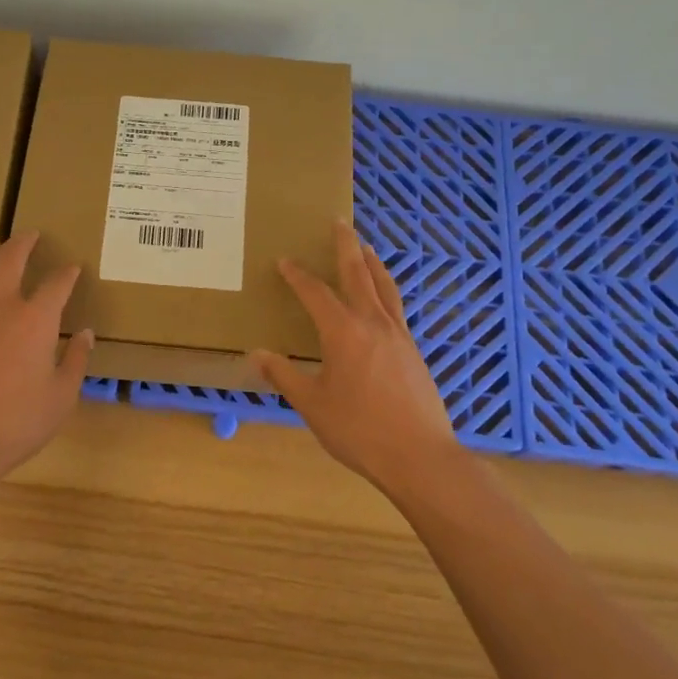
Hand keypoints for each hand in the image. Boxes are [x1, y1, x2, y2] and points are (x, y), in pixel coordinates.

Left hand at [0, 232, 93, 483]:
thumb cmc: (18, 423)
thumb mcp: (61, 397)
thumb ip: (75, 361)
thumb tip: (85, 335)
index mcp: (36, 319)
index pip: (58, 283)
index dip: (68, 273)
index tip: (73, 268)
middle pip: (10, 258)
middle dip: (23, 242)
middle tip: (29, 235)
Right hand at [251, 222, 457, 490]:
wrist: (420, 456)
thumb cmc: (359, 430)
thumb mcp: (312, 405)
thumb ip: (285, 376)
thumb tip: (258, 354)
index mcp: (343, 332)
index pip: (315, 292)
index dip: (298, 275)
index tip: (284, 260)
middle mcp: (372, 323)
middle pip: (358, 273)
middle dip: (345, 246)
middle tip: (339, 222)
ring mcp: (398, 335)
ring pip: (384, 286)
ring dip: (372, 262)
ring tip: (365, 247)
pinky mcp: (413, 350)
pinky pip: (396, 307)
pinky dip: (386, 289)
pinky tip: (383, 298)